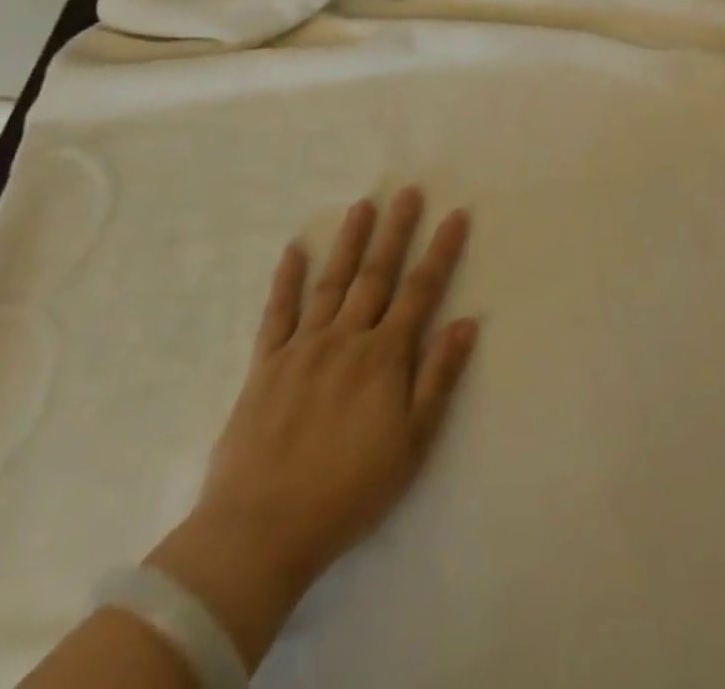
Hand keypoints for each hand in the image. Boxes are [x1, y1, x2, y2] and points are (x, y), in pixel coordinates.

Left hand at [147, 188, 477, 662]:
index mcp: (384, 357)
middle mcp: (346, 339)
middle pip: (376, 274)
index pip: (420, 290)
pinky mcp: (264, 366)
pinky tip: (292, 250)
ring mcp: (302, 348)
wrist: (258, 533)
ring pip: (331, 283)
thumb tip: (466, 322)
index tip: (455, 215)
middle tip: (407, 191)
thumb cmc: (347, 491)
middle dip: (396, 231)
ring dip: (349, 242)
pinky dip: (285, 280)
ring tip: (362, 205)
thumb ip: (438, 377)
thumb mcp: (412, 443)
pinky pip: (276, 314)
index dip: (441, 251)